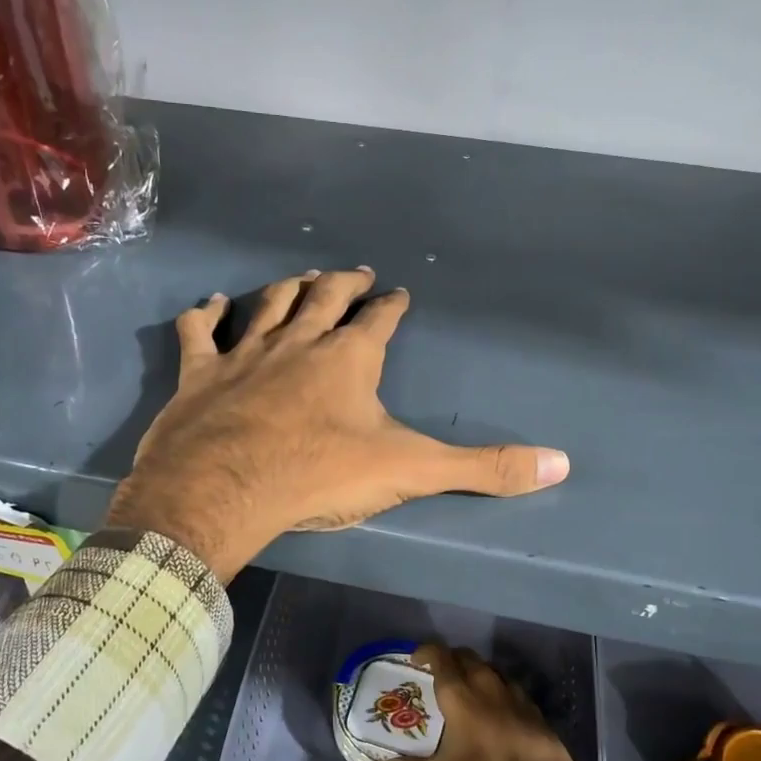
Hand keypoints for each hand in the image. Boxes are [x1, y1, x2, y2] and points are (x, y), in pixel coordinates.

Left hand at [107, 268, 569, 579]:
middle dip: (343, 283)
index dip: (391, 306)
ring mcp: (245, 353)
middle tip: (353, 272)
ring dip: (286, 288)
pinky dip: (205, 316)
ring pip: (268, 305)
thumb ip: (483, 468)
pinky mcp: (199, 374)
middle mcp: (298, 342)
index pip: (379, 320)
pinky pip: (200, 333)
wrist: (224, 489)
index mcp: (349, 358)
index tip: (398, 293)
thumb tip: (560, 464)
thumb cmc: (319, 474)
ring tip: (300, 277)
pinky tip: (210, 304)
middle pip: (323, 298)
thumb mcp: (409, 470)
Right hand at [374, 643, 594, 760]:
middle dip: (449, 659)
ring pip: (486, 666)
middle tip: (437, 676)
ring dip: (472, 670)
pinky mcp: (529, 702)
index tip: (416, 661)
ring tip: (463, 688)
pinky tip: (491, 705)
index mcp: (459, 693)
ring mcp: (510, 689)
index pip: (439, 655)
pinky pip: (505, 682)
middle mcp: (484, 682)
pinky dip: (493, 685)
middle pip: (464, 655)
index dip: (426, 652)